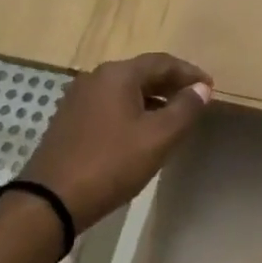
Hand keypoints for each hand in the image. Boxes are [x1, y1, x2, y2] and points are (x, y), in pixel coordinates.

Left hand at [19, 53, 212, 229]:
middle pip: (141, 73)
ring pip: (125, 90)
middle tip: (195, 100)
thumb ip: (185, 109)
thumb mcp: (158, 138)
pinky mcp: (70, 120)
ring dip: (152, 99)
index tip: (210, 87)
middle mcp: (95, 78)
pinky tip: (142, 132)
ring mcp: (78, 99)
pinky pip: (110, 105)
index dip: (189, 73)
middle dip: (171, 84)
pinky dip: (132, 111)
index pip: (162, 62)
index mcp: (117, 75)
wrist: (51, 200)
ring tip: (174, 117)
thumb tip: (201, 88)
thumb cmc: (111, 164)